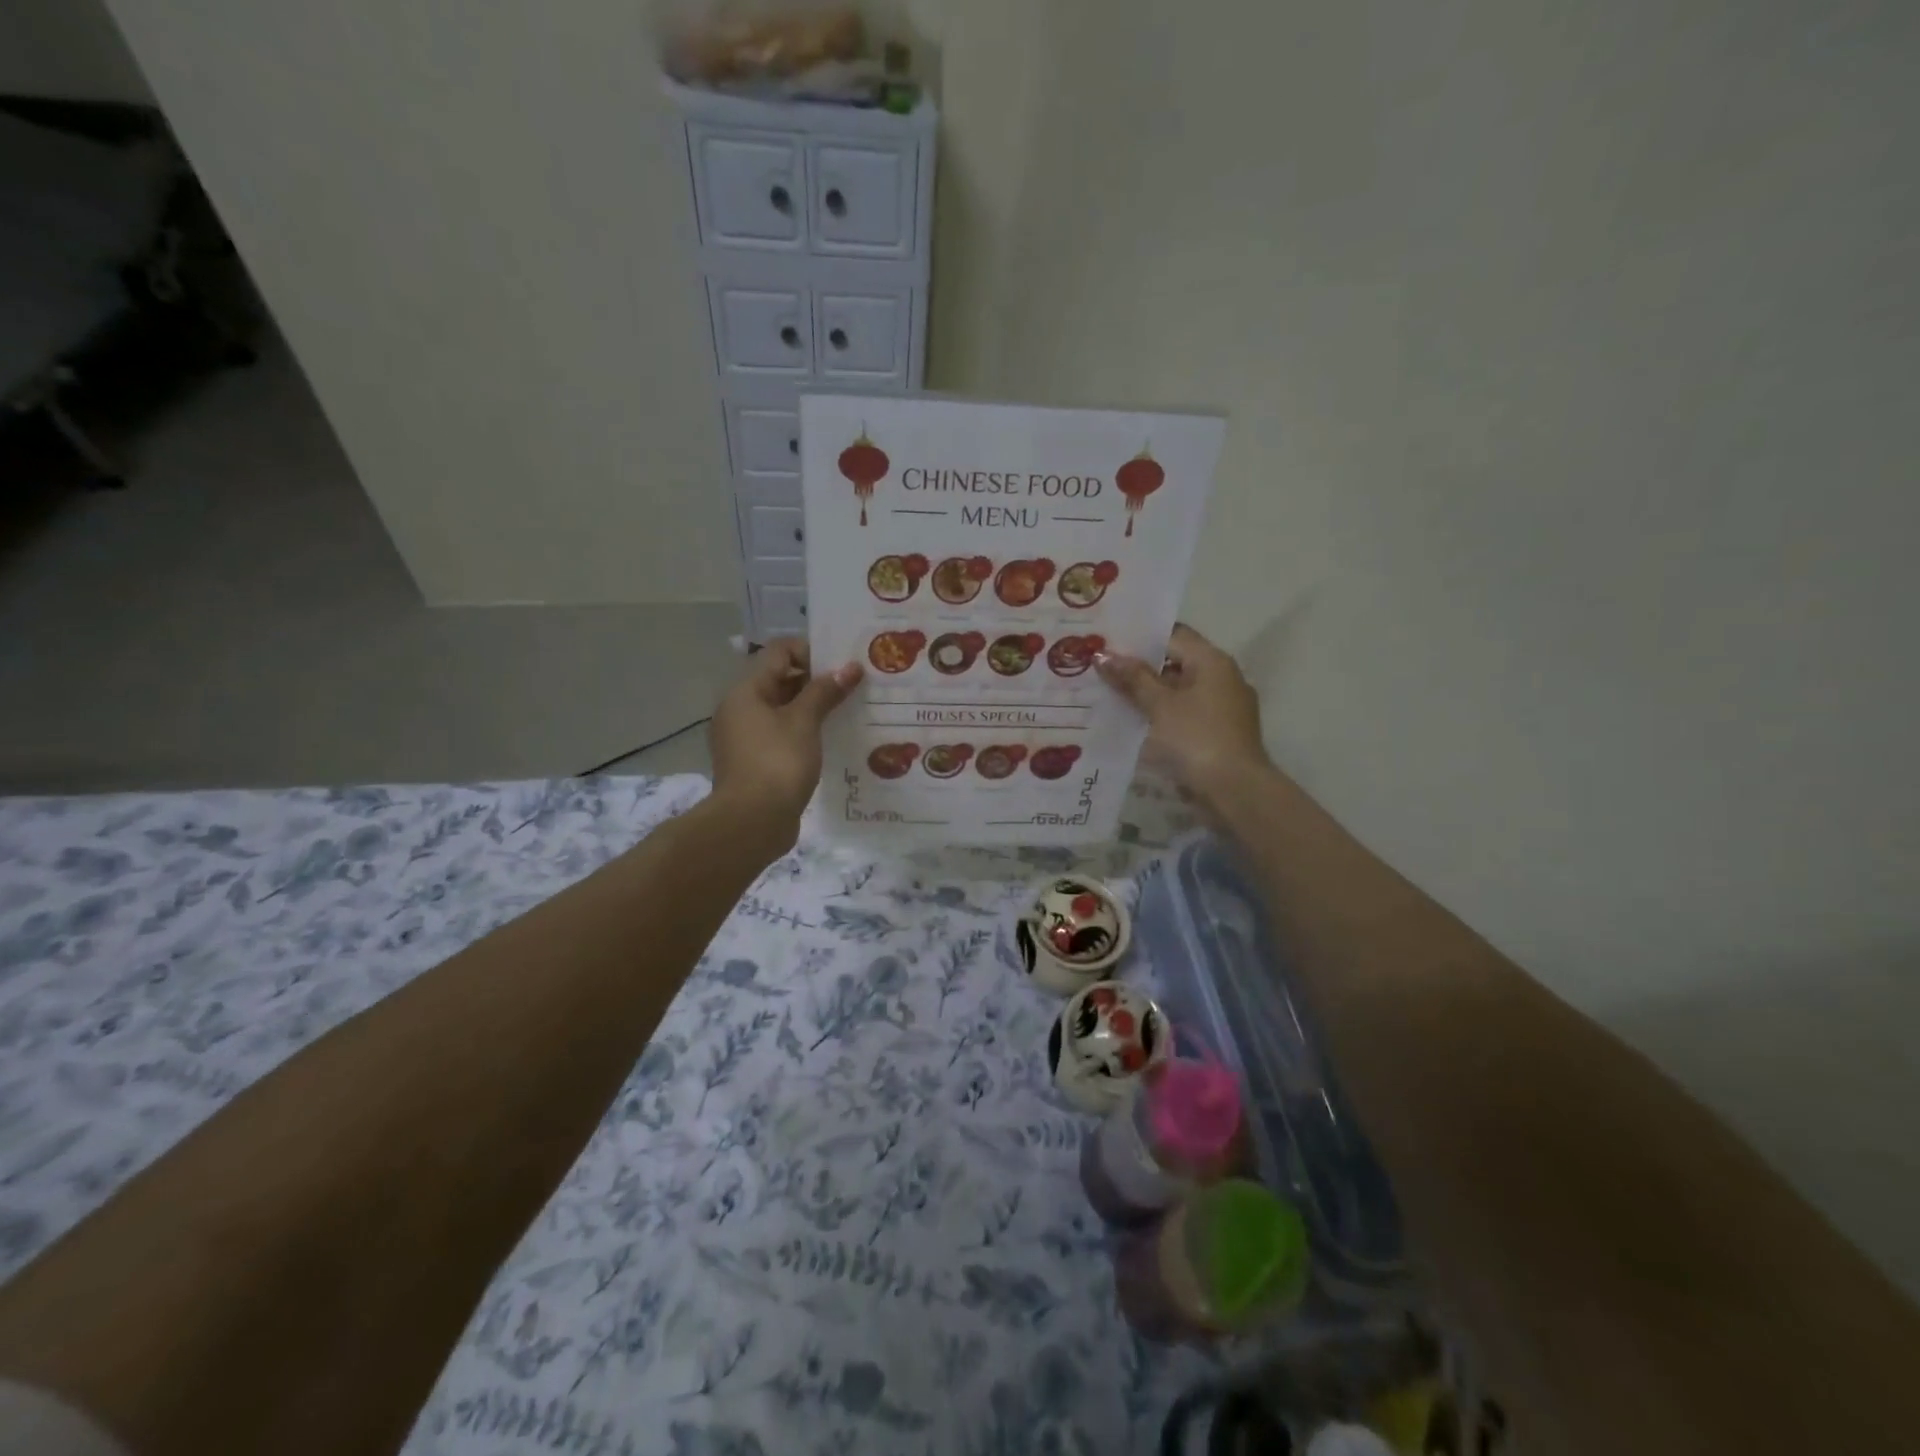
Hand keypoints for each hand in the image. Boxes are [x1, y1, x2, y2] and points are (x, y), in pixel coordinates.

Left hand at [709, 640, 861, 844]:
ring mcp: (746, 738)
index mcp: (746, 691)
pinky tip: (832, 739)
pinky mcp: (756, 763)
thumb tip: (850, 667)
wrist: (751, 823)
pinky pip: (783, 735)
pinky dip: (805, 732)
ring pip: (784, 710)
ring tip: (850, 710)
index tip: (844, 663)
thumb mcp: (804, 722)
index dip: (812, 651)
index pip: (779, 652)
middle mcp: (740, 709)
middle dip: (817, 680)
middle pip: (781, 679)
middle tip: (855, 685)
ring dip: (814, 708)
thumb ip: (826, 691)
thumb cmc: (777, 763)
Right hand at [1097, 624, 1272, 809]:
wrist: (1235, 791)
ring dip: (1148, 694)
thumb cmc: (1197, 738)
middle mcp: (1222, 678)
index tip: (1107, 641)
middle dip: (1139, 667)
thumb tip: (1103, 654)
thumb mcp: (1160, 705)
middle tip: (1100, 668)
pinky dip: (1160, 715)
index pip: (1173, 635)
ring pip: (1178, 691)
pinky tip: (1132, 722)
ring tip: (1108, 694)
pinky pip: (1184, 714)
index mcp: (1213, 661)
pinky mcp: (1217, 733)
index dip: (1140, 637)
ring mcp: (1222, 708)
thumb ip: (1132, 678)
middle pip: (1175, 662)